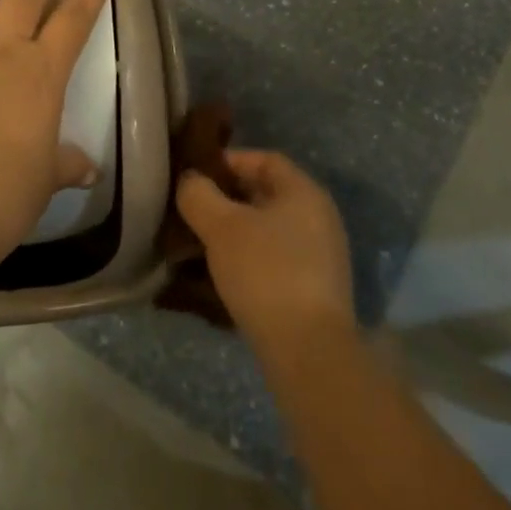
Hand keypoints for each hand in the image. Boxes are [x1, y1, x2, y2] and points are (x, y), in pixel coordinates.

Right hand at [176, 150, 355, 354]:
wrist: (308, 349)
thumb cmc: (266, 272)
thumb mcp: (222, 227)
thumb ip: (199, 195)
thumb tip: (190, 180)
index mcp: (304, 192)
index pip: (265, 160)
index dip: (229, 161)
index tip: (196, 175)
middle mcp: (319, 217)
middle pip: (266, 195)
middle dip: (227, 199)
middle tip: (192, 211)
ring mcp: (320, 255)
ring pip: (268, 230)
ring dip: (234, 233)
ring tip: (199, 244)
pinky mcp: (314, 289)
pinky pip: (275, 259)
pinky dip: (248, 259)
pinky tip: (221, 276)